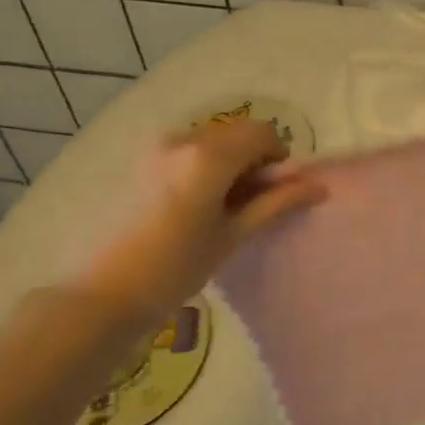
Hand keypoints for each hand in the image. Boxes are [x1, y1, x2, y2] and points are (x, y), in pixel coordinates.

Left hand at [74, 120, 323, 323]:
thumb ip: (276, 203)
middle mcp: (184, 138)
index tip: (275, 191)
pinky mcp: (142, 160)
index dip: (278, 157)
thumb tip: (318, 187)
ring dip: (229, 161)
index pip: (262, 133)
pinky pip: (188, 149)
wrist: (106, 292)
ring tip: (221, 206)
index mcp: (209, 155)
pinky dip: (204, 165)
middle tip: (251, 201)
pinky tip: (195, 204)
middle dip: (253, 159)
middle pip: (236, 133)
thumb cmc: (177, 267)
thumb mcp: (234, 234)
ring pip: (212, 139)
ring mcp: (158, 147)